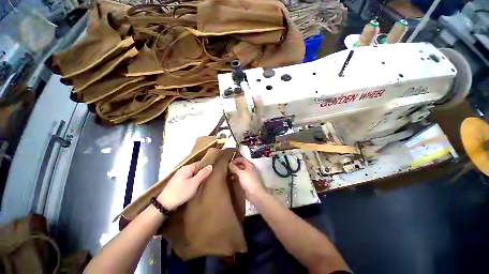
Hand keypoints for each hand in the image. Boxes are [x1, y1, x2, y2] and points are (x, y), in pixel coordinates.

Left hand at [157, 163, 212, 209]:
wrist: (164, 204)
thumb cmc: (181, 192)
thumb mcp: (194, 183)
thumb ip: (203, 174)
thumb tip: (210, 165)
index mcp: (187, 168)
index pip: (200, 163)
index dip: (206, 167)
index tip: (213, 172)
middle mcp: (182, 169)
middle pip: (196, 169)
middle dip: (202, 173)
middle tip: (209, 178)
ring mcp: (179, 176)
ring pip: (192, 174)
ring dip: (197, 177)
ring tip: (203, 183)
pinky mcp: (176, 182)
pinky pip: (188, 178)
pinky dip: (192, 181)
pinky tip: (194, 186)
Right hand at [229, 157, 266, 202]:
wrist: (256, 194)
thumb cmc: (249, 181)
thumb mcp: (241, 173)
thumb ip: (234, 168)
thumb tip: (229, 164)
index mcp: (250, 165)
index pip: (242, 159)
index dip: (236, 160)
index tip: (230, 163)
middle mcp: (250, 169)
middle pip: (241, 164)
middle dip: (235, 166)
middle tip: (228, 168)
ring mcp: (249, 175)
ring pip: (241, 171)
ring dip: (235, 171)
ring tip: (229, 173)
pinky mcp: (248, 182)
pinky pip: (241, 177)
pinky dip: (237, 177)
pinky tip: (232, 179)